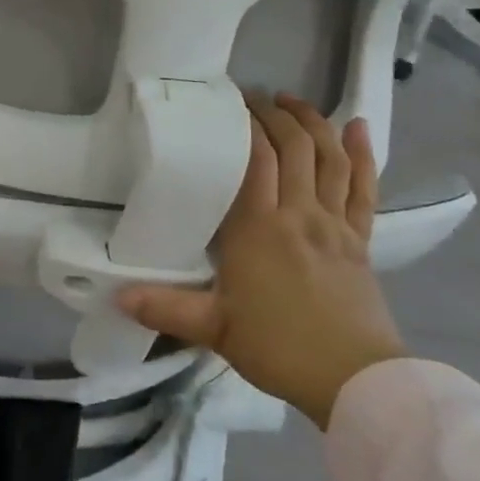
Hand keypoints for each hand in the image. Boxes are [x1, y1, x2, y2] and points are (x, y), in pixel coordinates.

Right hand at [118, 94, 405, 429]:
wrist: (356, 383)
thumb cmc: (278, 347)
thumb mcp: (214, 328)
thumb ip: (165, 307)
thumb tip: (116, 295)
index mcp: (258, 228)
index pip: (256, 158)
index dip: (246, 123)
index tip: (229, 101)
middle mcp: (298, 214)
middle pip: (292, 147)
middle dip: (274, 114)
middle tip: (252, 97)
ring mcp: (334, 224)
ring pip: (328, 158)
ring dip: (312, 122)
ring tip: (291, 100)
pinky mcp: (361, 240)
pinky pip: (363, 188)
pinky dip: (362, 154)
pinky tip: (358, 128)